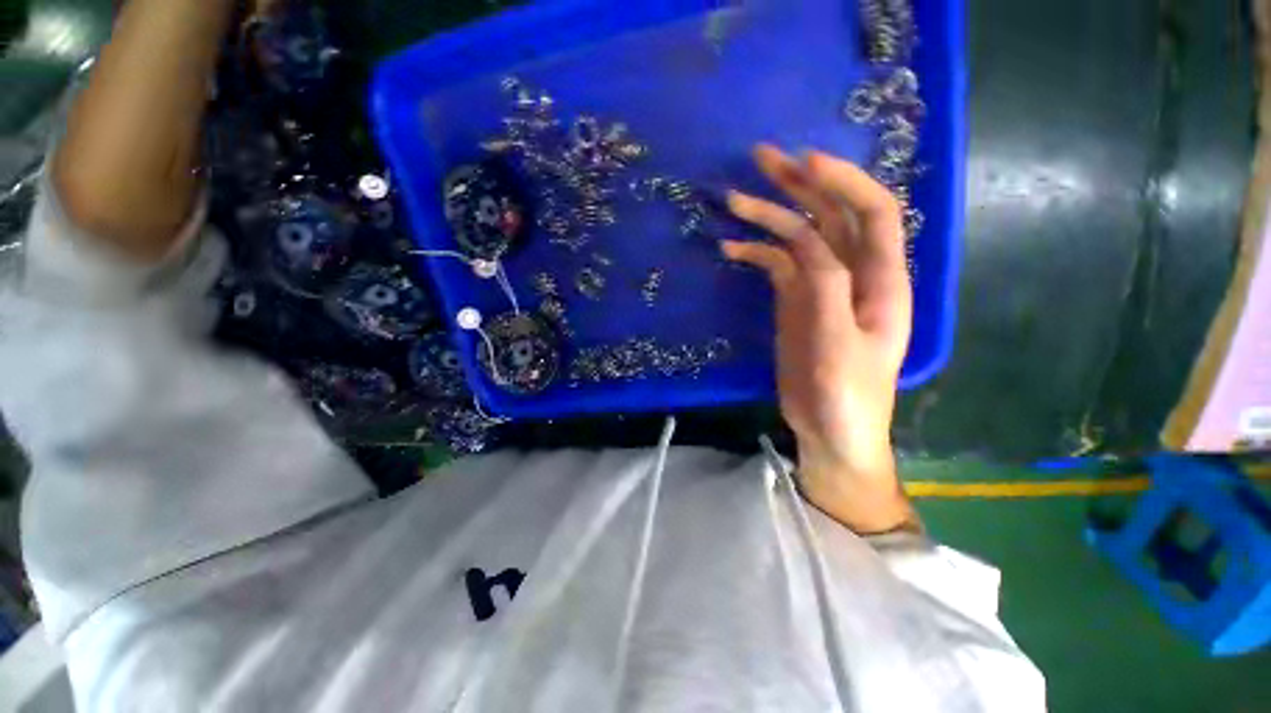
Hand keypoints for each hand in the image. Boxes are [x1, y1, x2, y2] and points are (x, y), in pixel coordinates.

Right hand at [723, 145, 916, 534]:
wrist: (829, 429)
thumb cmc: (847, 394)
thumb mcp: (840, 343)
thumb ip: (828, 289)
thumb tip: (807, 242)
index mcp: (881, 280)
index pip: (873, 213)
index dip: (843, 182)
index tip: (804, 162)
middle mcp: (853, 274)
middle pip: (831, 216)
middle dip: (800, 184)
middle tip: (762, 158)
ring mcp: (820, 287)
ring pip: (798, 238)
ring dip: (769, 216)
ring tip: (733, 200)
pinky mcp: (795, 302)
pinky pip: (776, 267)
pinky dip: (755, 254)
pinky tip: (730, 249)